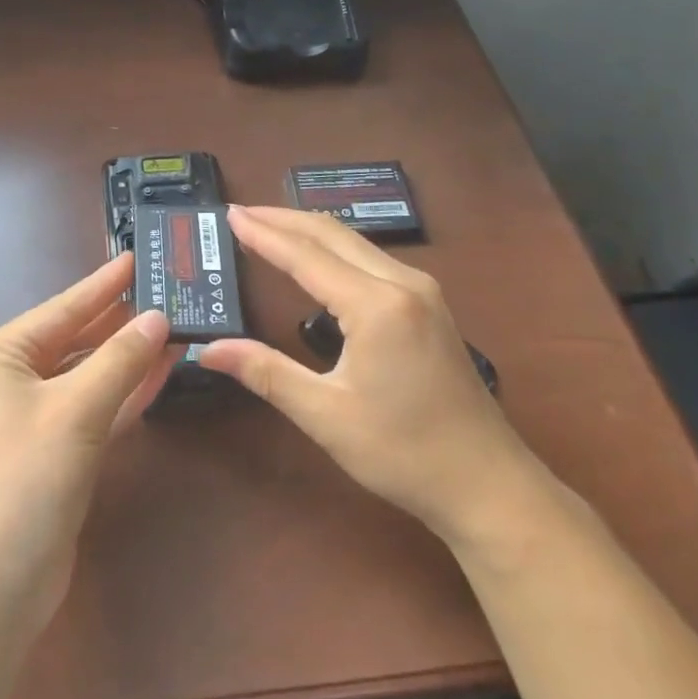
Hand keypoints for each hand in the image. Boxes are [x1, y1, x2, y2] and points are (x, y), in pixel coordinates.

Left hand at [0, 253, 174, 632]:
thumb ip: (120, 360)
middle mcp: (9, 379)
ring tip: (173, 324)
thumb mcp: (75, 411)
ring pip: (88, 374)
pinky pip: (92, 408)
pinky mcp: (52, 452)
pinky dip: (123, 393)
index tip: (138, 257)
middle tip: (166, 289)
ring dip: (128, 356)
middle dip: (120, 319)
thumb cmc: (23, 480)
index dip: (103, 284)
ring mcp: (30, 417)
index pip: (62, 308)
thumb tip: (158, 317)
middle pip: (75, 339)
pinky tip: (161, 371)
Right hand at [198, 206, 540, 548]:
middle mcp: (401, 283)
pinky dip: (333, 247)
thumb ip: (266, 372)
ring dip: (308, 230)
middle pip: (332, 234)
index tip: (230, 213)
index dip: (264, 233)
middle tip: (241, 213)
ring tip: (268, 226)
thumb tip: (208, 349)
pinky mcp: (428, 304)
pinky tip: (315, 257)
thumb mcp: (326, 415)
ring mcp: (421, 290)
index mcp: (376, 305)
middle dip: (283, 219)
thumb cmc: (404, 453)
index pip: (306, 256)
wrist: (489, 485)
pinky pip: (370, 257)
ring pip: (354, 241)